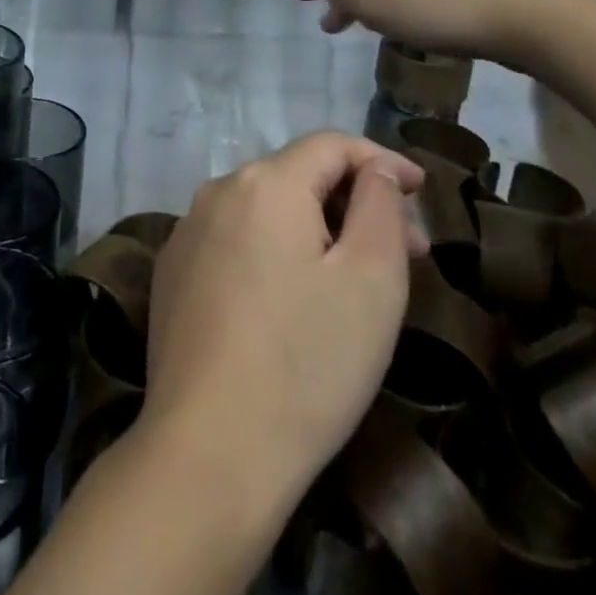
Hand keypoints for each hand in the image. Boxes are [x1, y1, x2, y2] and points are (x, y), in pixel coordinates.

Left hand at [141, 133, 427, 506]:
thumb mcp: (372, 281)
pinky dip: (272, 250)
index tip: (423, 191)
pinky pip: (234, 239)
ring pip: (264, 208)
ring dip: (313, 226)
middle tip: (404, 249)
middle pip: (297, 175)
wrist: (209, 449)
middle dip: (353, 200)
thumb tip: (374, 172)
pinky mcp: (172, 272)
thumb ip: (379, 207)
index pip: (331, 145)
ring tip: (352, 276)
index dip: (382, 160)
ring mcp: (187, 232)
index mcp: (265, 183)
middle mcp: (217, 191)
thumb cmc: (308, 363)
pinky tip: (291, 298)